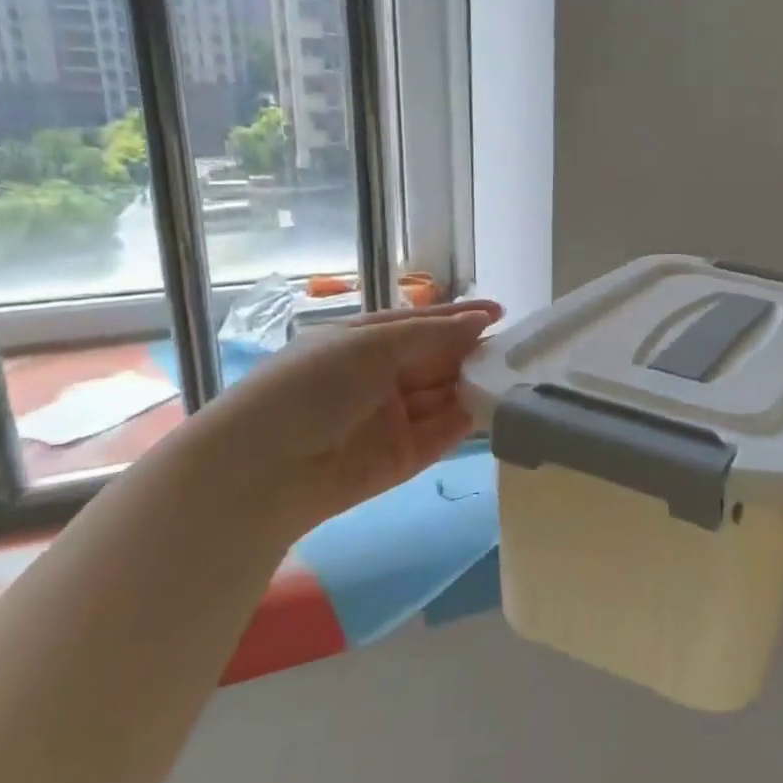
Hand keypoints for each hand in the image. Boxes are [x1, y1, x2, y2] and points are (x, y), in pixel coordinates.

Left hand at [190, 298, 502, 534]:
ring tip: (517, 374)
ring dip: (476, 385)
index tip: (501, 313)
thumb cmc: (312, 387)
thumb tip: (481, 320)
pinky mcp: (404, 458)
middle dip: (474, 353)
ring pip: (446, 396)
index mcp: (365, 343)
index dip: (460, 318)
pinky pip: (444, 434)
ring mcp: (394, 419)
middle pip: (439, 360)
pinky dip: (469, 420)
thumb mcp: (370, 345)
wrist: (263, 469)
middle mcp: (382, 378)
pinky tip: (497, 406)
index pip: (423, 325)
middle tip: (519, 349)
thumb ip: (431, 334)